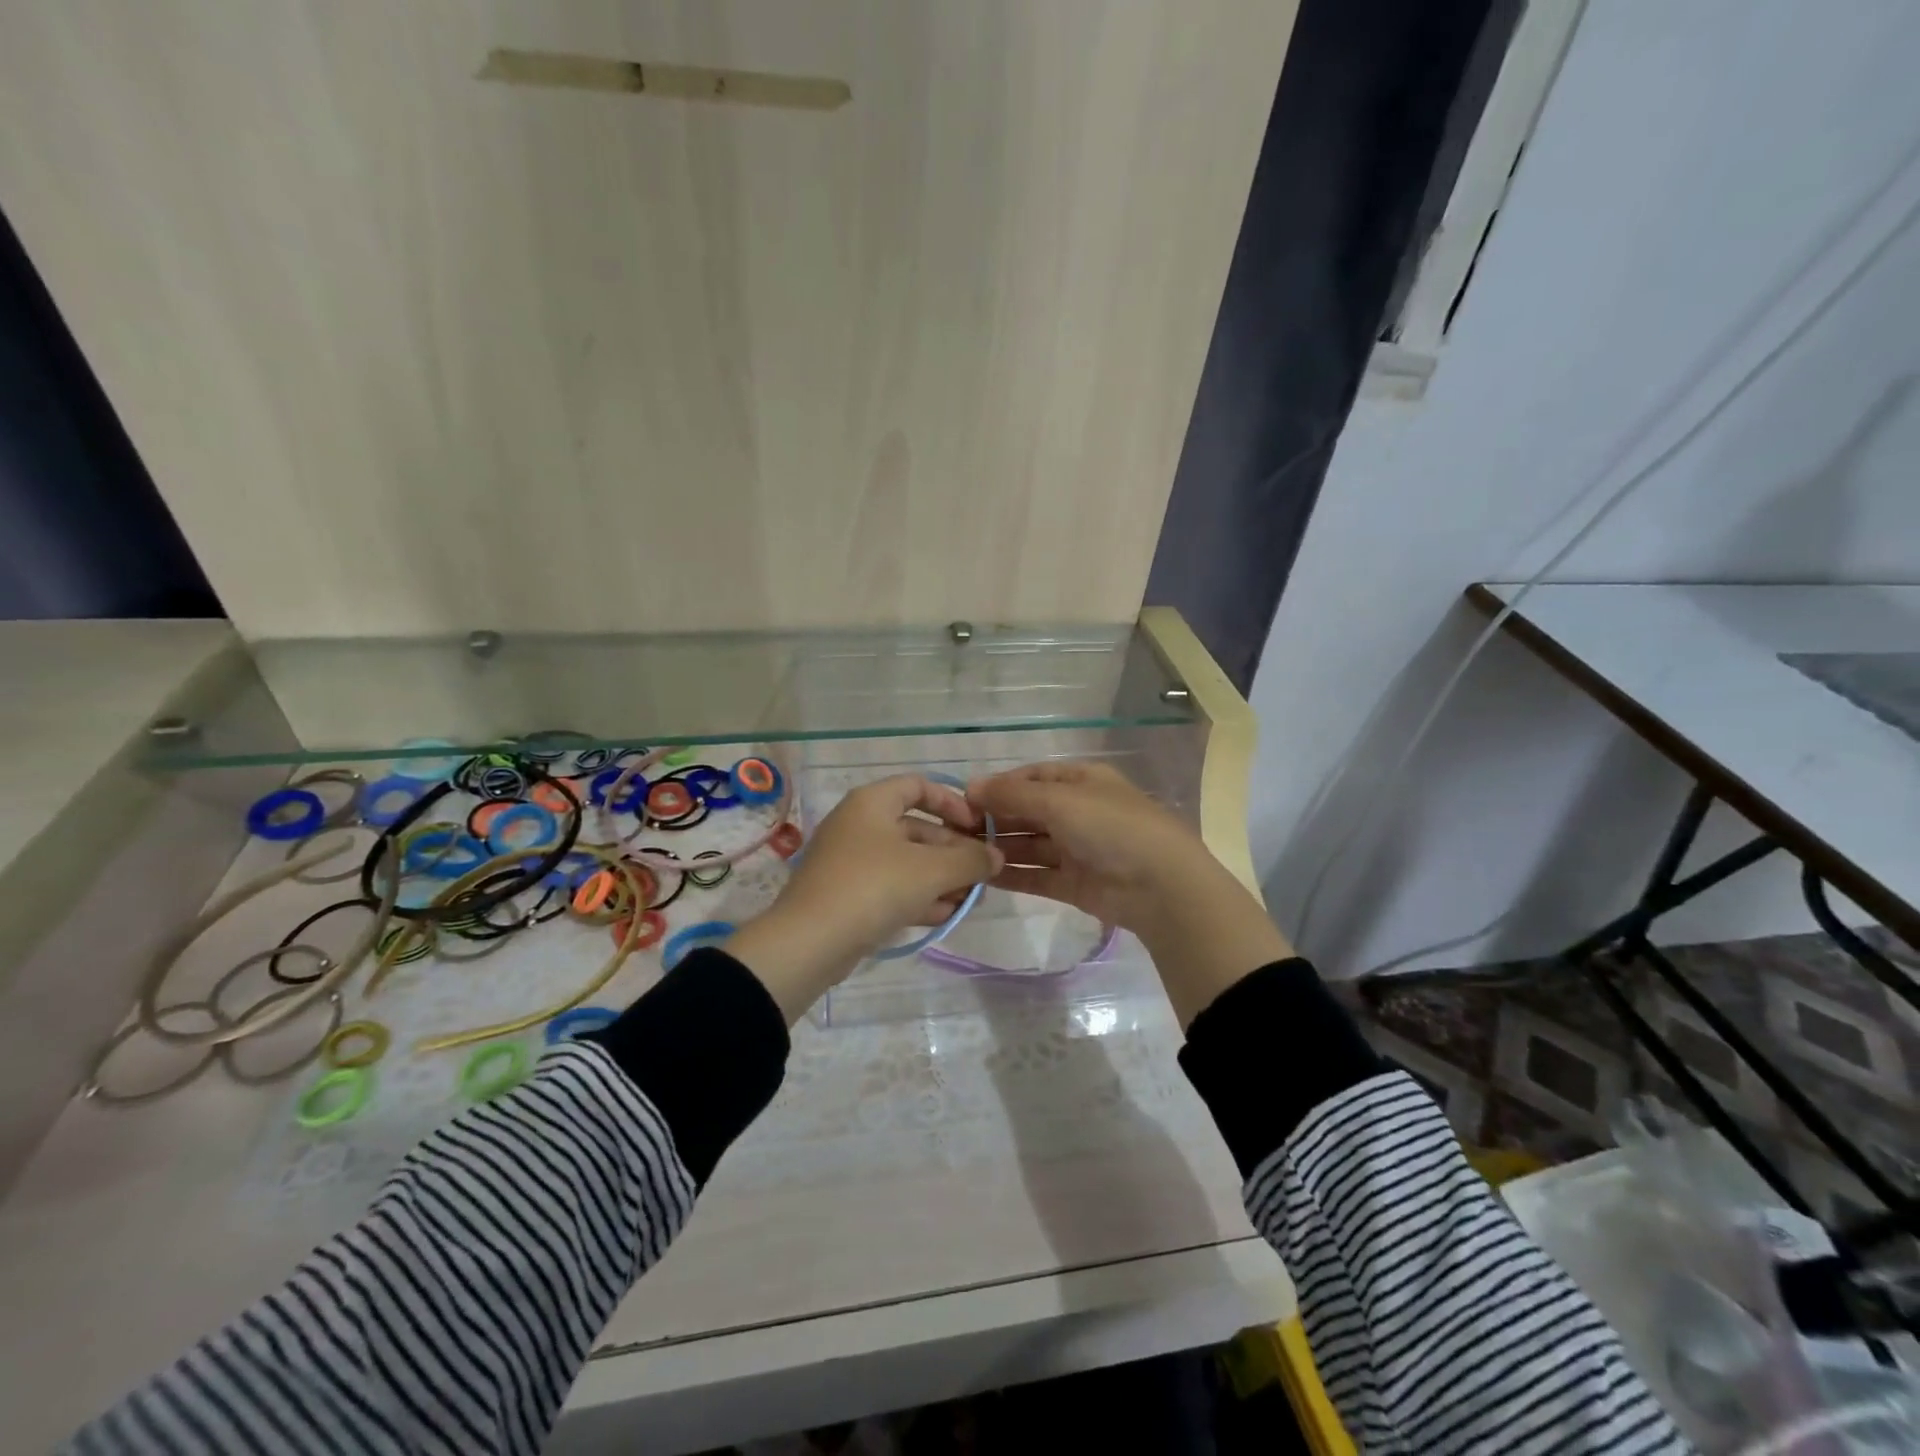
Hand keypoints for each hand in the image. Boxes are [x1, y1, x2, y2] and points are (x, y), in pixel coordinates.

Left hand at [728, 776, 1003, 1020]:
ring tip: (971, 899)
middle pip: (916, 828)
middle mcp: (858, 824)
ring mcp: (849, 861)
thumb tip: (996, 856)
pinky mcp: (846, 895)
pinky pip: (890, 887)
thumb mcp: (932, 870)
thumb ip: (971, 859)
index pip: (918, 786)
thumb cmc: (874, 887)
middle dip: (953, 851)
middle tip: (982, 874)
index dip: (953, 803)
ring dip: (940, 877)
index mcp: (872, 802)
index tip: (978, 828)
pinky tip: (945, 915)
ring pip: (905, 862)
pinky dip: (918, 896)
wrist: (810, 941)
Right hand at [964, 761, 1205, 935]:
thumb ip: (1012, 795)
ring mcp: (1077, 849)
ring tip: (961, 853)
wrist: (1160, 886)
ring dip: (999, 847)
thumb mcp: (1059, 801)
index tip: (964, 798)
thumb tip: (971, 786)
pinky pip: (1036, 875)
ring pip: (1030, 844)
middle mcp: (1078, 811)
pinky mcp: (1074, 883)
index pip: (1033, 777)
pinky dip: (1011, 875)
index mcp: (1082, 781)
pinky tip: (981, 876)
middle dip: (994, 818)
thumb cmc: (1110, 827)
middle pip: (1028, 811)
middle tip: (954, 830)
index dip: (1000, 786)